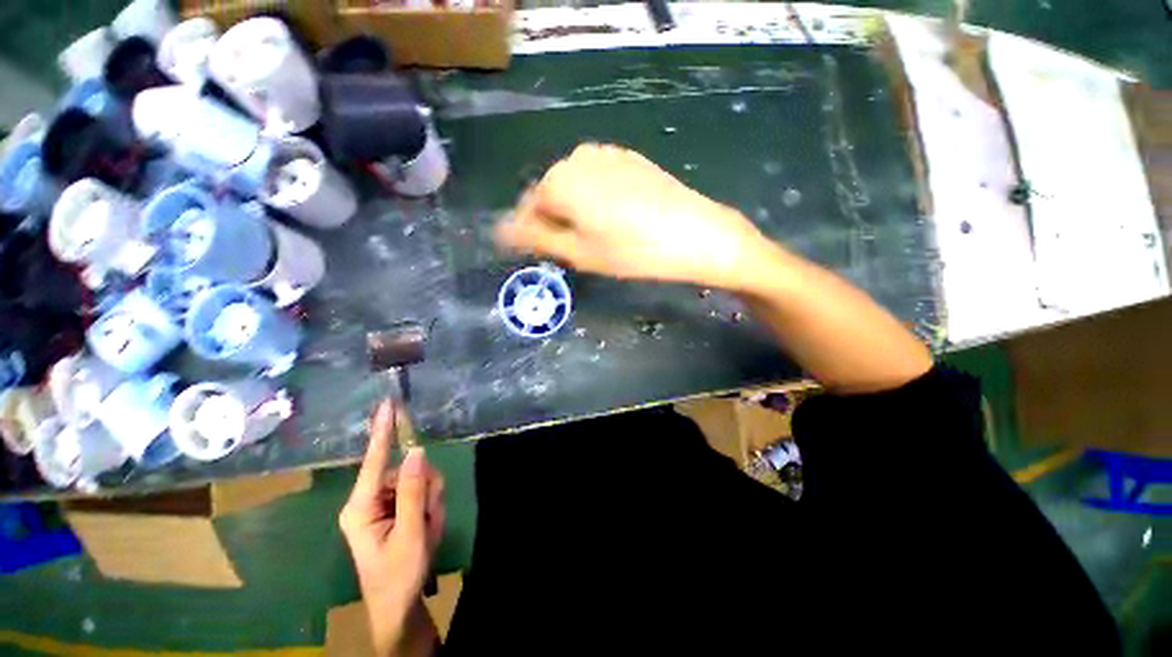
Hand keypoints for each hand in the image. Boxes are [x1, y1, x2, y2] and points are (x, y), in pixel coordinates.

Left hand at [340, 401, 444, 656]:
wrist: (398, 606)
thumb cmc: (398, 575)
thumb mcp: (411, 535)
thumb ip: (413, 491)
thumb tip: (416, 452)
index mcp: (360, 506)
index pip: (373, 460)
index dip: (382, 431)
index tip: (387, 404)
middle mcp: (369, 498)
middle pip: (407, 470)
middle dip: (427, 490)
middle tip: (430, 518)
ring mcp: (382, 503)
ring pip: (419, 480)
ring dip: (431, 501)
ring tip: (427, 529)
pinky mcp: (394, 507)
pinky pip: (421, 491)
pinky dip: (431, 507)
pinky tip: (427, 527)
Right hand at [495, 144, 768, 290]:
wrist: (694, 233)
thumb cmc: (632, 251)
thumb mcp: (579, 252)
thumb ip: (536, 238)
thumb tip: (500, 231)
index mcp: (558, 180)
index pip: (527, 209)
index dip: (535, 236)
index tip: (548, 256)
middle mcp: (577, 157)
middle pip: (551, 196)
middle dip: (557, 223)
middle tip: (578, 252)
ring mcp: (606, 153)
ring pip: (575, 189)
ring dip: (577, 213)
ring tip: (600, 239)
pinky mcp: (629, 159)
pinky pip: (598, 182)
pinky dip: (598, 202)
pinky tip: (618, 221)